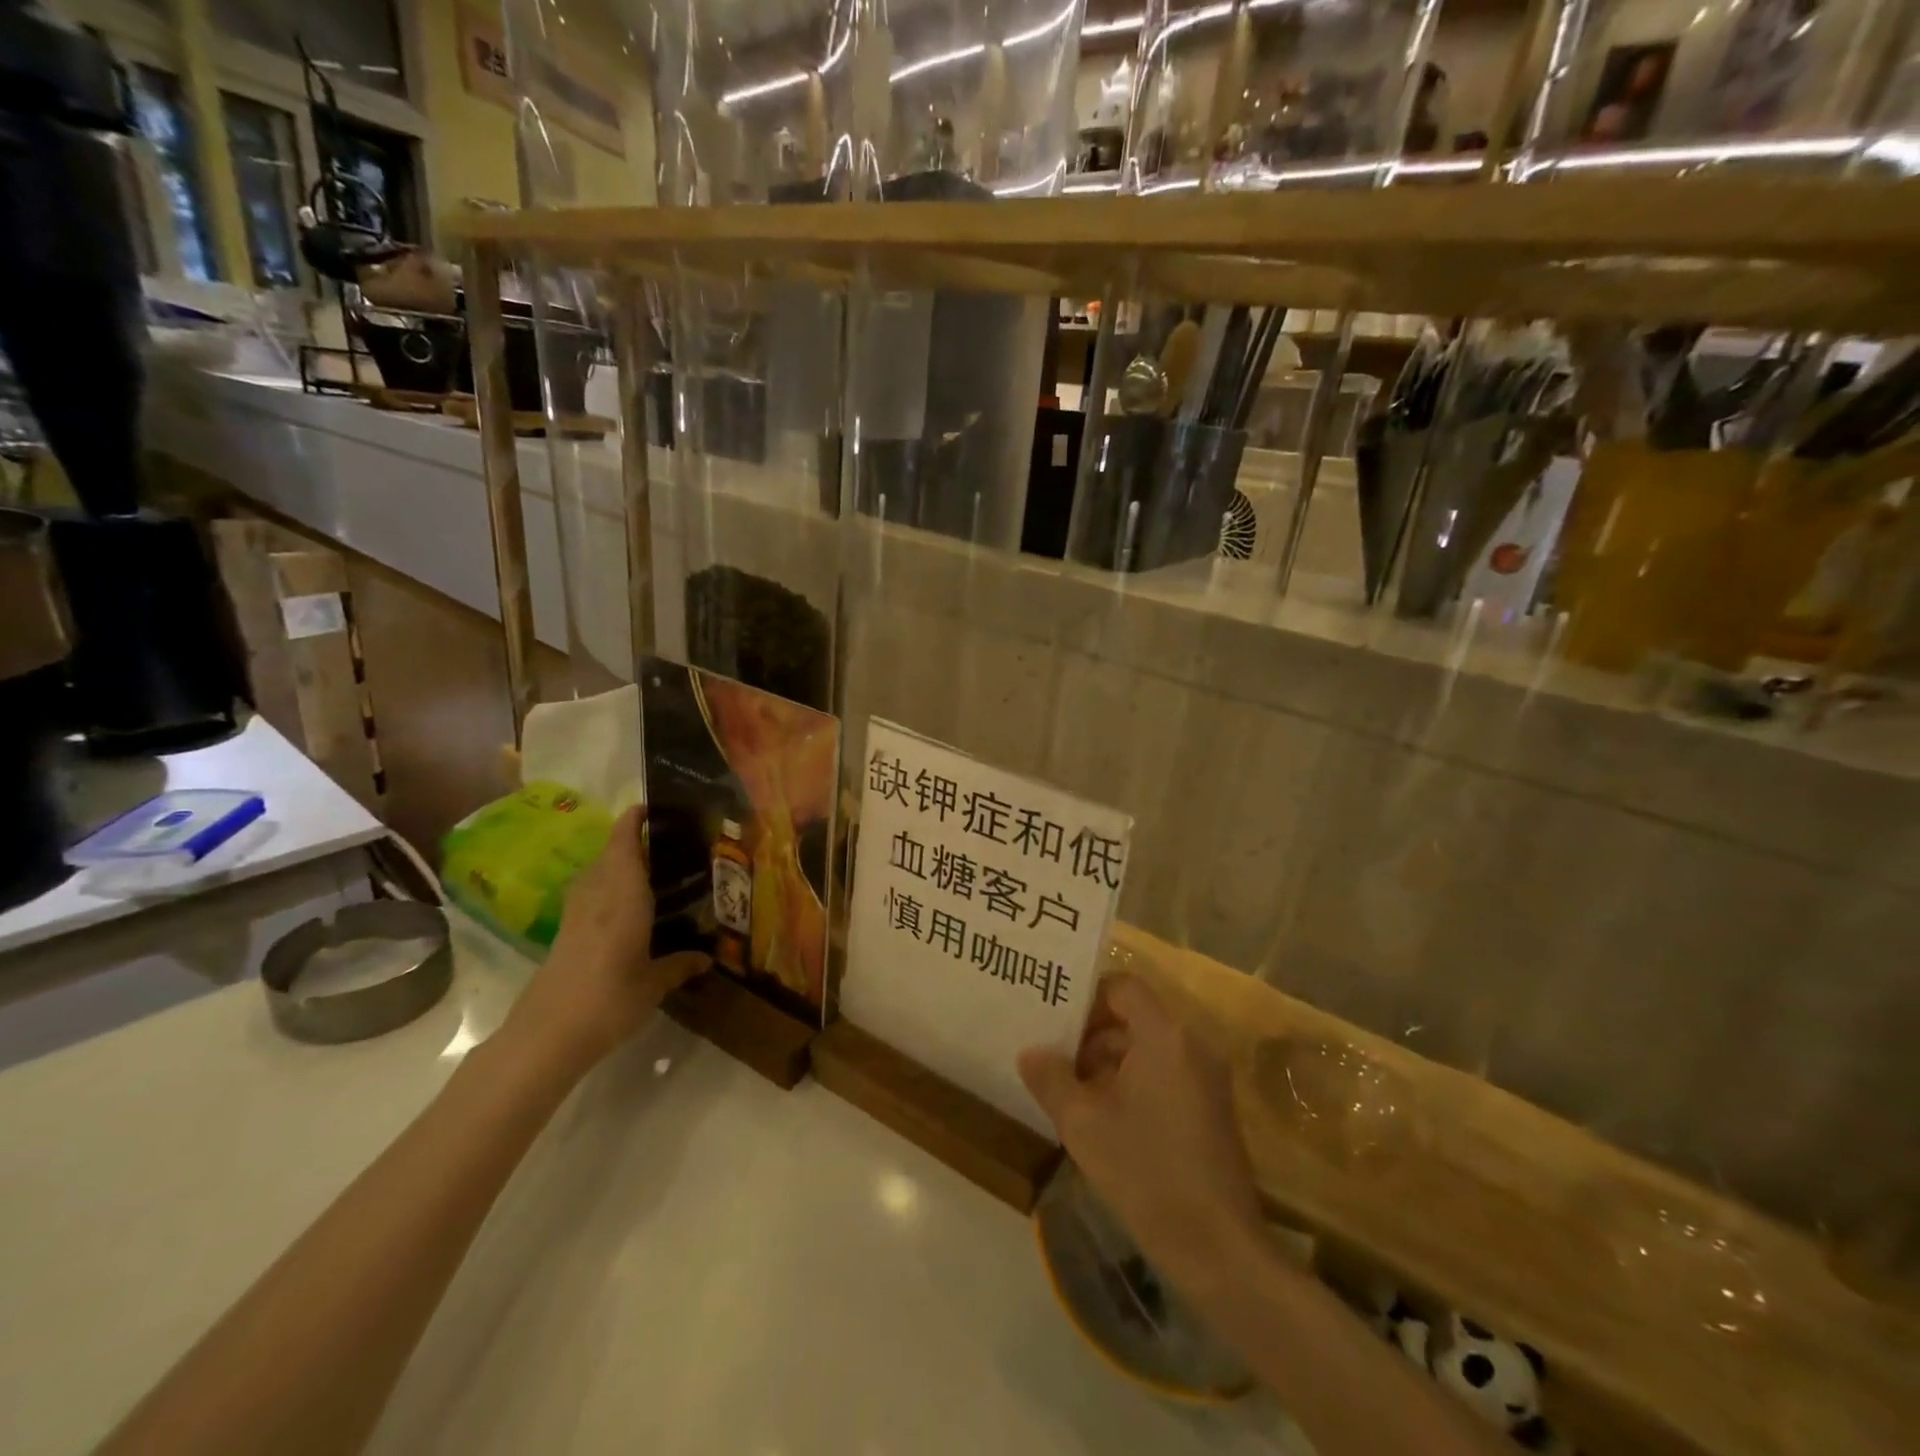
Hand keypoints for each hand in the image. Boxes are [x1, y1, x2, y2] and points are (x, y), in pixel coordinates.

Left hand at [503, 806, 702, 1078]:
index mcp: (624, 896)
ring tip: (650, 869)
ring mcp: (576, 914)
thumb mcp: (654, 985)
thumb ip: (679, 965)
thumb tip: (707, 959)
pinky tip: (626, 906)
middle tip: (667, 842)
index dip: (634, 820)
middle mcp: (598, 895)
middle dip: (631, 840)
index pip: (624, 842)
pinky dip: (608, 887)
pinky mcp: (564, 933)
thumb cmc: (609, 1000)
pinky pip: (590, 895)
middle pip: (609, 853)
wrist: (547, 1035)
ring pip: (596, 873)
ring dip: (617, 863)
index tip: (653, 807)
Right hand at [1020, 974, 1262, 1278]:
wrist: (1219, 1250)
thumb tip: (1030, 1052)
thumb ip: (1051, 1079)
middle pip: (1135, 1016)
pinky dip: (1134, 1081)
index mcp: (1165, 1035)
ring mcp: (1207, 1076)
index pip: (1122, 986)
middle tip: (1054, 1058)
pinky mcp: (1212, 1107)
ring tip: (1071, 1092)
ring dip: (1110, 1062)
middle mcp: (1192, 1043)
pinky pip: (1166, 1072)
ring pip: (1149, 1047)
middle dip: (1092, 1035)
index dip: (1086, 997)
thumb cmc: (1147, 1173)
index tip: (1055, 1022)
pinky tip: (1104, 1117)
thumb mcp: (1083, 1124)